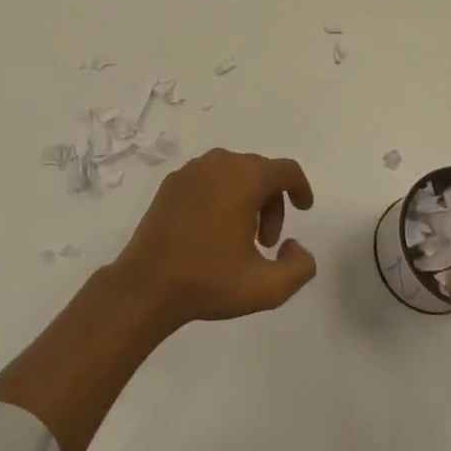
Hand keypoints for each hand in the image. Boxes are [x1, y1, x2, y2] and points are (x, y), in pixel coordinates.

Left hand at [114, 149, 316, 329]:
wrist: (146, 284)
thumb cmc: (209, 280)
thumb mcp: (266, 287)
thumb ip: (299, 268)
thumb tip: (296, 246)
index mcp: (245, 178)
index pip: (285, 170)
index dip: (300, 187)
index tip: (304, 209)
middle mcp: (220, 163)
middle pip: (260, 172)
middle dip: (272, 203)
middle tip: (267, 242)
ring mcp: (192, 170)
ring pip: (234, 173)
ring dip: (247, 199)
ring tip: (240, 239)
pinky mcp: (172, 182)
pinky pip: (209, 179)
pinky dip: (221, 196)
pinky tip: (213, 230)